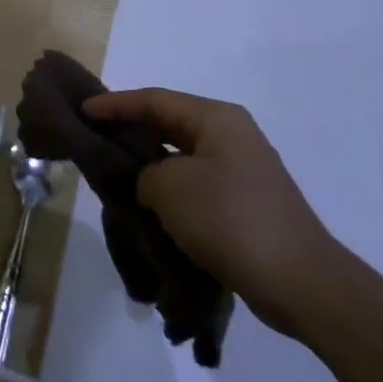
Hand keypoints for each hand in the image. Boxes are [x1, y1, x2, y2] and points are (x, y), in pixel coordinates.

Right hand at [83, 89, 342, 336]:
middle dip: (130, 130)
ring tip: (113, 173)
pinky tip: (146, 204)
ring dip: (148, 163)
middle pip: (168, 123)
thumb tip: (149, 183)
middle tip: (93, 138)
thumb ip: (144, 173)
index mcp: (216, 118)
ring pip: (181, 156)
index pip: (154, 100)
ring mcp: (242, 169)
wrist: (299, 281)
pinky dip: (168, 188)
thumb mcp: (169, 187)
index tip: (83, 111)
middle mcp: (231, 135)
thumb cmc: (229, 219)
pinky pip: (195, 183)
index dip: (114, 104)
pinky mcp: (244, 202)